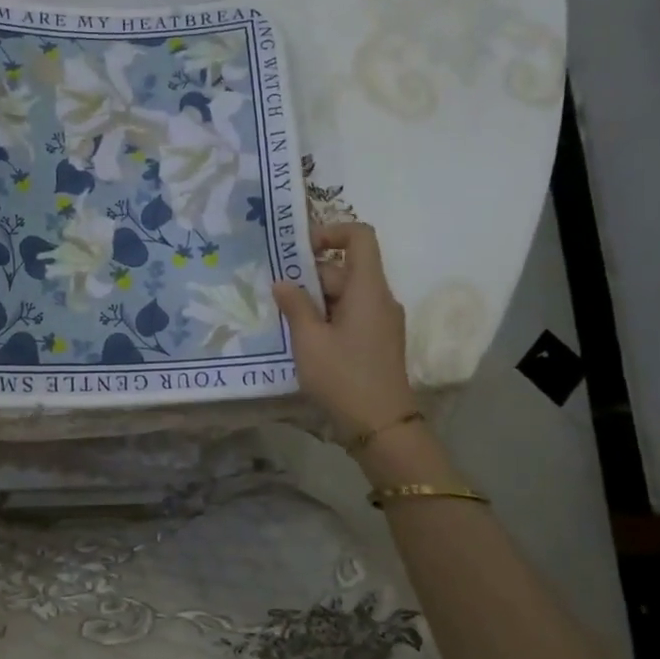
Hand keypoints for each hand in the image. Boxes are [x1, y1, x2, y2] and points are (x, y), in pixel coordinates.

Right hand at [272, 223, 415, 434]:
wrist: (381, 427)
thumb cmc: (343, 377)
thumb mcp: (309, 340)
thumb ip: (294, 305)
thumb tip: (283, 282)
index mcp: (368, 289)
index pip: (360, 236)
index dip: (331, 231)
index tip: (301, 250)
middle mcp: (380, 298)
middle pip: (346, 268)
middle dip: (310, 275)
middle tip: (277, 295)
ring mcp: (381, 321)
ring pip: (345, 293)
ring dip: (315, 299)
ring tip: (285, 318)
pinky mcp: (377, 340)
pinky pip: (351, 313)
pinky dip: (327, 316)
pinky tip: (304, 337)